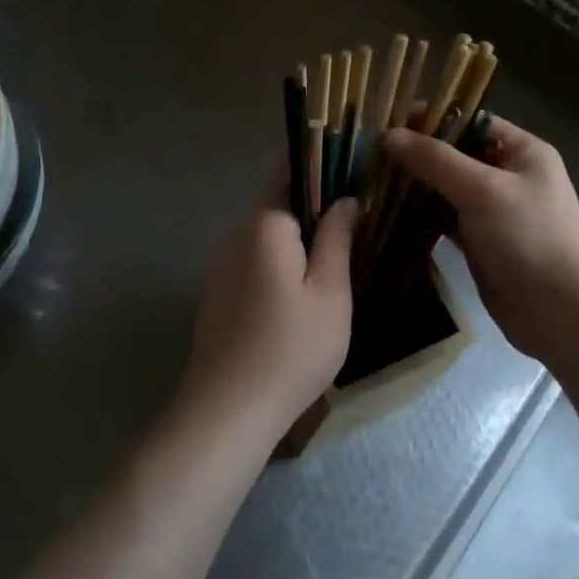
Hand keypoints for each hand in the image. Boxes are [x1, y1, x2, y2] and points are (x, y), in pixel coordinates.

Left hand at [179, 182, 357, 435]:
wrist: (227, 412)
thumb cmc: (290, 349)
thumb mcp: (330, 293)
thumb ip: (337, 238)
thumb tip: (345, 199)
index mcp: (264, 225)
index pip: (289, 172)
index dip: (322, 165)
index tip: (354, 169)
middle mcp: (236, 236)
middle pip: (278, 204)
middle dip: (315, 205)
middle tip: (358, 216)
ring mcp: (222, 266)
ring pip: (268, 236)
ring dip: (299, 237)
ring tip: (339, 251)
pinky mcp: (219, 294)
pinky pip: (255, 261)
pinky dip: (282, 262)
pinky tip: (304, 288)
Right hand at [383, 117, 578, 361]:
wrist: (561, 312)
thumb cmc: (530, 237)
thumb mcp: (483, 190)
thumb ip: (436, 160)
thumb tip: (389, 135)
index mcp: (521, 151)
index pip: (470, 120)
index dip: (431, 118)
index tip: (387, 120)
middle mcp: (508, 174)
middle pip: (455, 153)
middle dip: (416, 153)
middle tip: (369, 152)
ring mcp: (493, 210)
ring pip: (446, 187)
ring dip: (415, 185)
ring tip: (371, 178)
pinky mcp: (480, 240)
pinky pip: (444, 218)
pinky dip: (420, 215)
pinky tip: (388, 212)